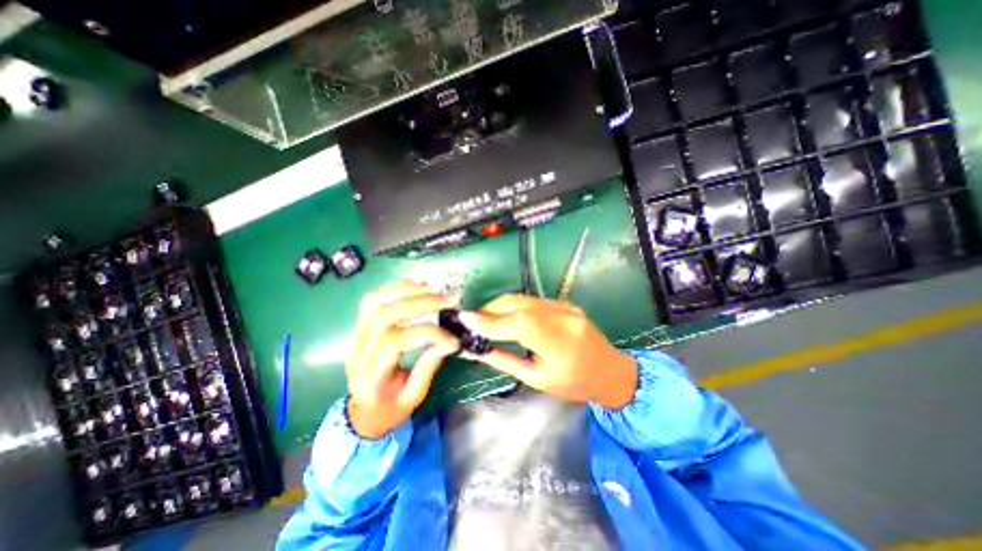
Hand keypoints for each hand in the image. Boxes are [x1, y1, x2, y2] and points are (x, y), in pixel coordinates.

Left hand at [344, 282, 459, 436]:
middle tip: (449, 300)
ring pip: (375, 301)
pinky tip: (417, 286)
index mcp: (370, 376)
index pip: (394, 343)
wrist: (363, 410)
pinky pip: (373, 299)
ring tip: (435, 289)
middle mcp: (359, 351)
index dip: (426, 334)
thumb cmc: (390, 407)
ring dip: (407, 290)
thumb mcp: (414, 396)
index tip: (452, 339)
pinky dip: (395, 287)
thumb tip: (449, 341)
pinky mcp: (360, 325)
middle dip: (421, 304)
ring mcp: (356, 335)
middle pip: (385, 316)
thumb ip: (428, 367)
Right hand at [459, 298, 637, 409]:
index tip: (464, 320)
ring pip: (522, 298)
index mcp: (556, 341)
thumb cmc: (573, 383)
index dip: (487, 320)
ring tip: (487, 320)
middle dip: (490, 309)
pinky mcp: (564, 301)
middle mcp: (560, 315)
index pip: (514, 323)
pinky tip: (508, 317)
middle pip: (516, 303)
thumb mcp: (536, 379)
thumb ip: (504, 360)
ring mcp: (564, 305)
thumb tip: (475, 350)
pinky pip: (532, 300)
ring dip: (500, 306)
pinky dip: (515, 306)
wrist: (610, 370)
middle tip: (473, 322)